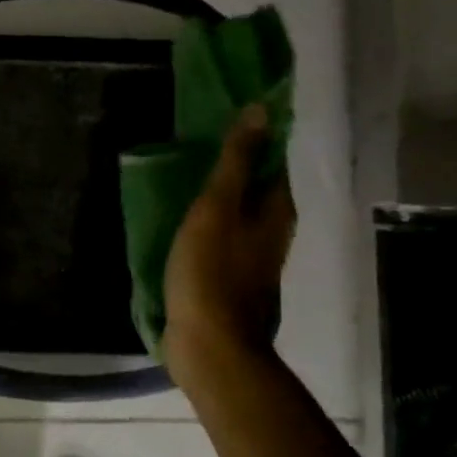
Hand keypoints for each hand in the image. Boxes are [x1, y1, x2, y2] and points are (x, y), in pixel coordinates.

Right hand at [162, 105, 295, 384]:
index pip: (271, 158)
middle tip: (193, 140)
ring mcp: (252, 256)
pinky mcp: (230, 276)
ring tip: (181, 172)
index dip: (251, 135)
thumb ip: (236, 161)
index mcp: (275, 209)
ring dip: (216, 192)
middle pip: (255, 185)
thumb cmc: (212, 272)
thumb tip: (260, 111)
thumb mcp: (217, 208)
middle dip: (232, 162)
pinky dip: (206, 219)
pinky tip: (180, 216)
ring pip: (237, 210)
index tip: (220, 114)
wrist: (210, 345)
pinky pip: (221, 234)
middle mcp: (272, 230)